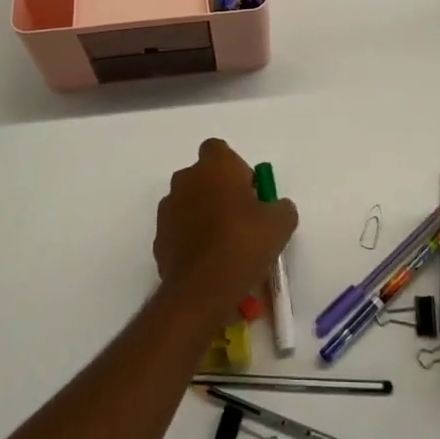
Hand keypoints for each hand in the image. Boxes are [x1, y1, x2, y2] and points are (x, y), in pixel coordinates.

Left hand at [155, 139, 297, 323]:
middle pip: (203, 177)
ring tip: (225, 244)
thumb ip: (280, 206)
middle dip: (219, 191)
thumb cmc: (244, 244)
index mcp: (215, 167)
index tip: (249, 191)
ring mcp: (168, 209)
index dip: (235, 167)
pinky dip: (191, 238)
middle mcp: (186, 180)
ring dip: (204, 214)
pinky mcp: (158, 237)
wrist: (202, 289)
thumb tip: (276, 207)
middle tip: (242, 218)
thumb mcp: (281, 224)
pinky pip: (179, 229)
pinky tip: (209, 261)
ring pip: (189, 202)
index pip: (218, 149)